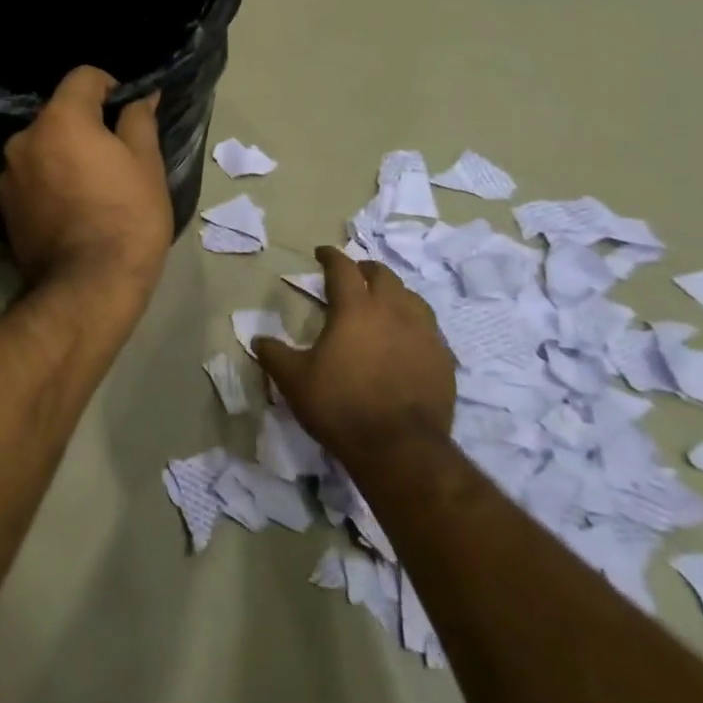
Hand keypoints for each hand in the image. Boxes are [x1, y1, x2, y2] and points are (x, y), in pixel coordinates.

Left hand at [0, 67, 173, 301]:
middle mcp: (24, 138)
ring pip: (43, 147)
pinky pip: (31, 178)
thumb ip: (139, 120)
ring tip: (92, 188)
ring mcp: (8, 175)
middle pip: (59, 114)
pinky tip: (71, 209)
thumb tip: (141, 96)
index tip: (128, 112)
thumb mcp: (146, 165)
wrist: (87, 288)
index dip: (111, 87)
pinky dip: (49, 182)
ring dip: (64, 154)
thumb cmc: (127, 218)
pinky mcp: (3, 207)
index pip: (83, 77)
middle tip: (115, 156)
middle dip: (86, 125)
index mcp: (59, 119)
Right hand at [255, 247, 455, 465]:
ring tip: (384, 302)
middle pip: (383, 275)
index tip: (322, 253)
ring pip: (412, 298)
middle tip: (354, 275)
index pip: (343, 268)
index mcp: (355, 309)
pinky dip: (414, 323)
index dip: (331, 256)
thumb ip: (274, 355)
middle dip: (365, 269)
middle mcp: (393, 312)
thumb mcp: (294, 381)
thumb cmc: (340, 406)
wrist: (400, 449)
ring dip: (394, 293)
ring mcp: (424, 334)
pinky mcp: (443, 360)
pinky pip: (429, 329)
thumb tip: (258, 340)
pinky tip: (407, 338)